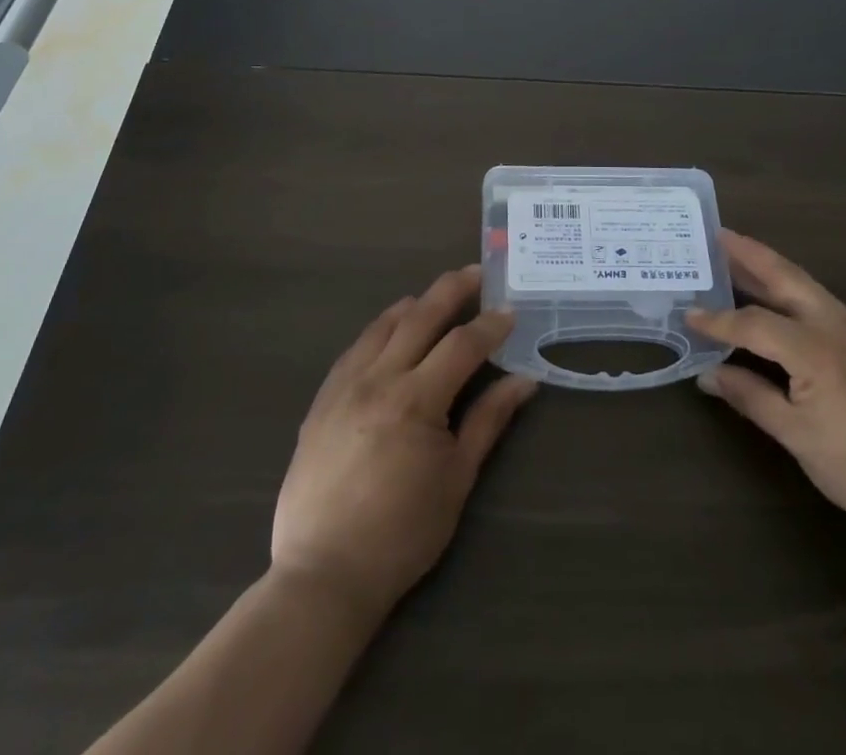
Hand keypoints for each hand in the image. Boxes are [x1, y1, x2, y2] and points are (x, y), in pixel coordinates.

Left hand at [271, 265, 536, 618]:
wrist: (324, 574)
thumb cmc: (402, 533)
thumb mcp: (457, 479)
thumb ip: (488, 420)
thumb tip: (524, 381)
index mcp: (415, 400)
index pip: (461, 345)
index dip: (490, 326)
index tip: (510, 312)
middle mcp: (377, 379)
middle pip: (419, 317)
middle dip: (452, 290)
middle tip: (476, 272)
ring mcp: (343, 386)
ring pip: (382, 325)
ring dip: (414, 304)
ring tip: (436, 295)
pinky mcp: (322, 400)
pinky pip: (355, 348)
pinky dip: (379, 330)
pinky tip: (390, 330)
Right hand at [686, 230, 845, 545]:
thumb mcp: (799, 438)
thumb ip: (752, 398)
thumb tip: (709, 374)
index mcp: (815, 347)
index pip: (753, 322)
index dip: (718, 320)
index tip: (688, 314)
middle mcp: (838, 324)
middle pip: (786, 276)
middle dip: (750, 253)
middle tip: (717, 234)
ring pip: (808, 287)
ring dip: (772, 271)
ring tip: (740, 260)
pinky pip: (825, 305)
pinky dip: (795, 295)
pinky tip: (784, 306)